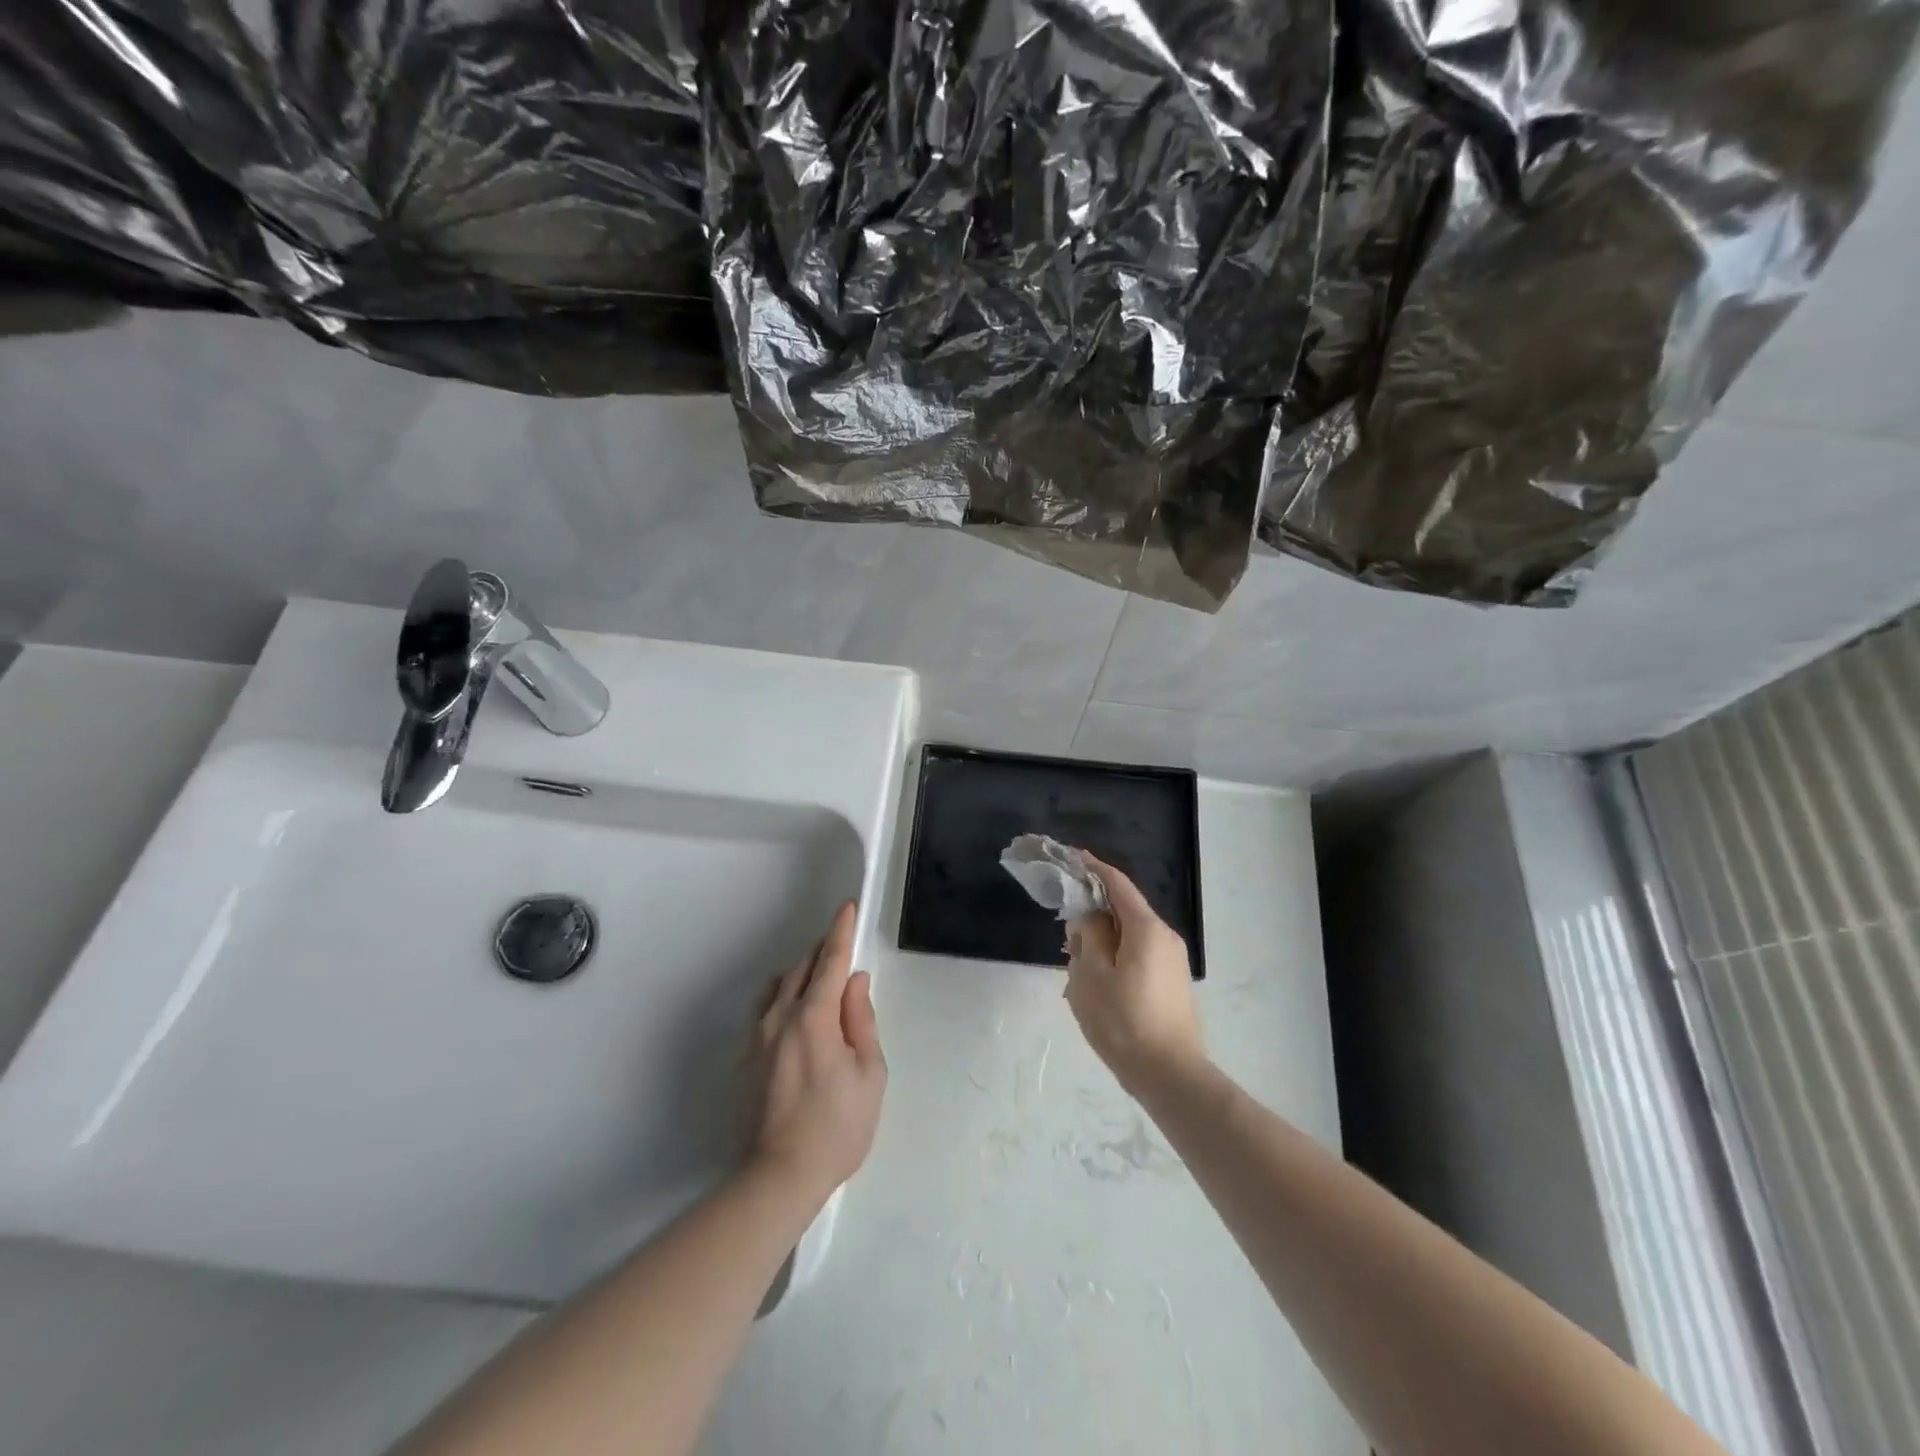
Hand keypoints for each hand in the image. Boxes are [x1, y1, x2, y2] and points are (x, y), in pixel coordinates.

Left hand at [748, 902, 886, 1201]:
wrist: (780, 1175)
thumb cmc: (838, 1126)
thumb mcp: (869, 1073)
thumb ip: (861, 1020)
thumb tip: (854, 982)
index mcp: (814, 1017)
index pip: (829, 961)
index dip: (840, 931)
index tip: (847, 907)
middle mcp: (780, 1017)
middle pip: (801, 968)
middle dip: (823, 952)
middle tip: (843, 950)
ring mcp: (757, 1037)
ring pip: (780, 986)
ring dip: (802, 974)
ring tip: (822, 984)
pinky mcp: (746, 1057)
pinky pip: (766, 1009)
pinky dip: (785, 998)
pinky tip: (797, 1015)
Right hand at [1065, 855, 1204, 1093]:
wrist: (1170, 1075)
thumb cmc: (1124, 1022)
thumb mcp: (1091, 975)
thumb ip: (1087, 936)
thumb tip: (1088, 917)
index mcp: (1146, 929)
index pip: (1117, 884)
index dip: (1093, 868)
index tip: (1071, 857)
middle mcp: (1165, 937)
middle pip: (1124, 909)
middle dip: (1094, 910)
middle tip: (1065, 925)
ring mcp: (1172, 961)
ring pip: (1130, 935)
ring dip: (1103, 938)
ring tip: (1077, 959)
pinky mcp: (1172, 983)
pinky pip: (1138, 955)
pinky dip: (1116, 955)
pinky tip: (1097, 980)